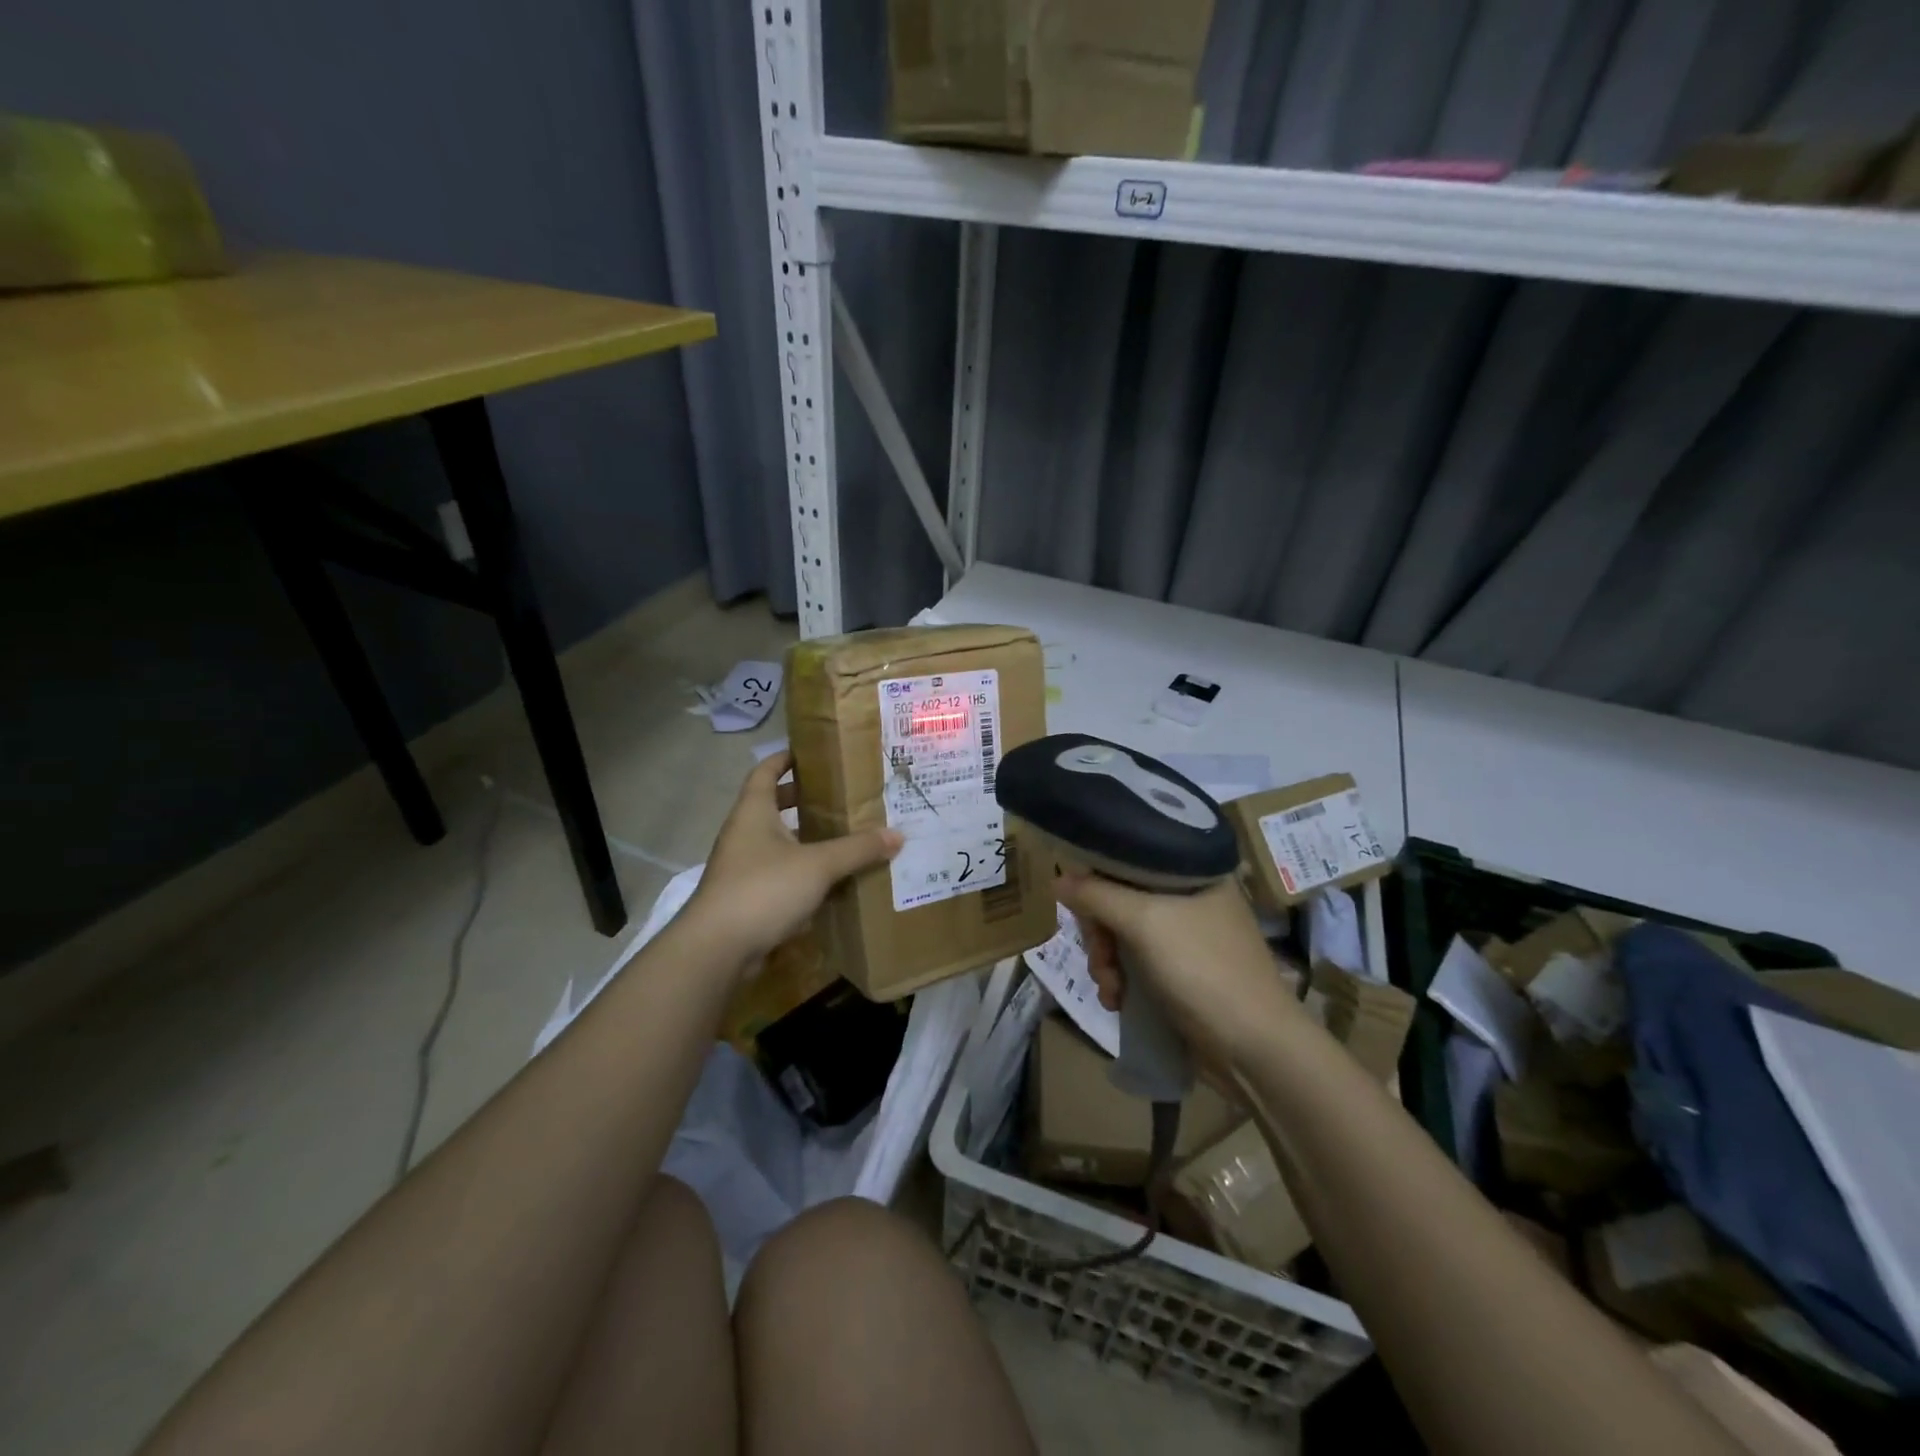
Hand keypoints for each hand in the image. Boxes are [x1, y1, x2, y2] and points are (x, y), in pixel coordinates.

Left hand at [686, 751, 901, 971]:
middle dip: (801, 800)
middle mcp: (743, 834)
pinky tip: (829, 881)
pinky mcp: (746, 898)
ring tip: (842, 836)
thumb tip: (897, 835)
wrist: (717, 949)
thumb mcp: (818, 865)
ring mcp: (741, 867)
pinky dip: (801, 871)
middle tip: (838, 797)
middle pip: (772, 806)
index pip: (765, 771)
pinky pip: (778, 874)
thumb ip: (858, 849)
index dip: (785, 758)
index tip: (812, 753)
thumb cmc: (763, 889)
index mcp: (753, 812)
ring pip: (776, 842)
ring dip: (804, 838)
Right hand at [1054, 871, 1306, 1072]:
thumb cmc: (1203, 969)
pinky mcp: (1182, 971)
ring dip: (1107, 961)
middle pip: (1121, 896)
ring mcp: (1187, 936)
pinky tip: (1117, 1001)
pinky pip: (1135, 961)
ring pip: (1123, 932)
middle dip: (1101, 932)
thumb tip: (1058, 878)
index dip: (1098, 875)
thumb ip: (1096, 894)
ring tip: (1110, 990)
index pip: (1130, 855)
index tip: (1078, 901)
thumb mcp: (1144, 922)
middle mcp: (1191, 896)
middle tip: (1100, 960)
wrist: (1254, 1049)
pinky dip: (1121, 979)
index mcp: (1193, 870)